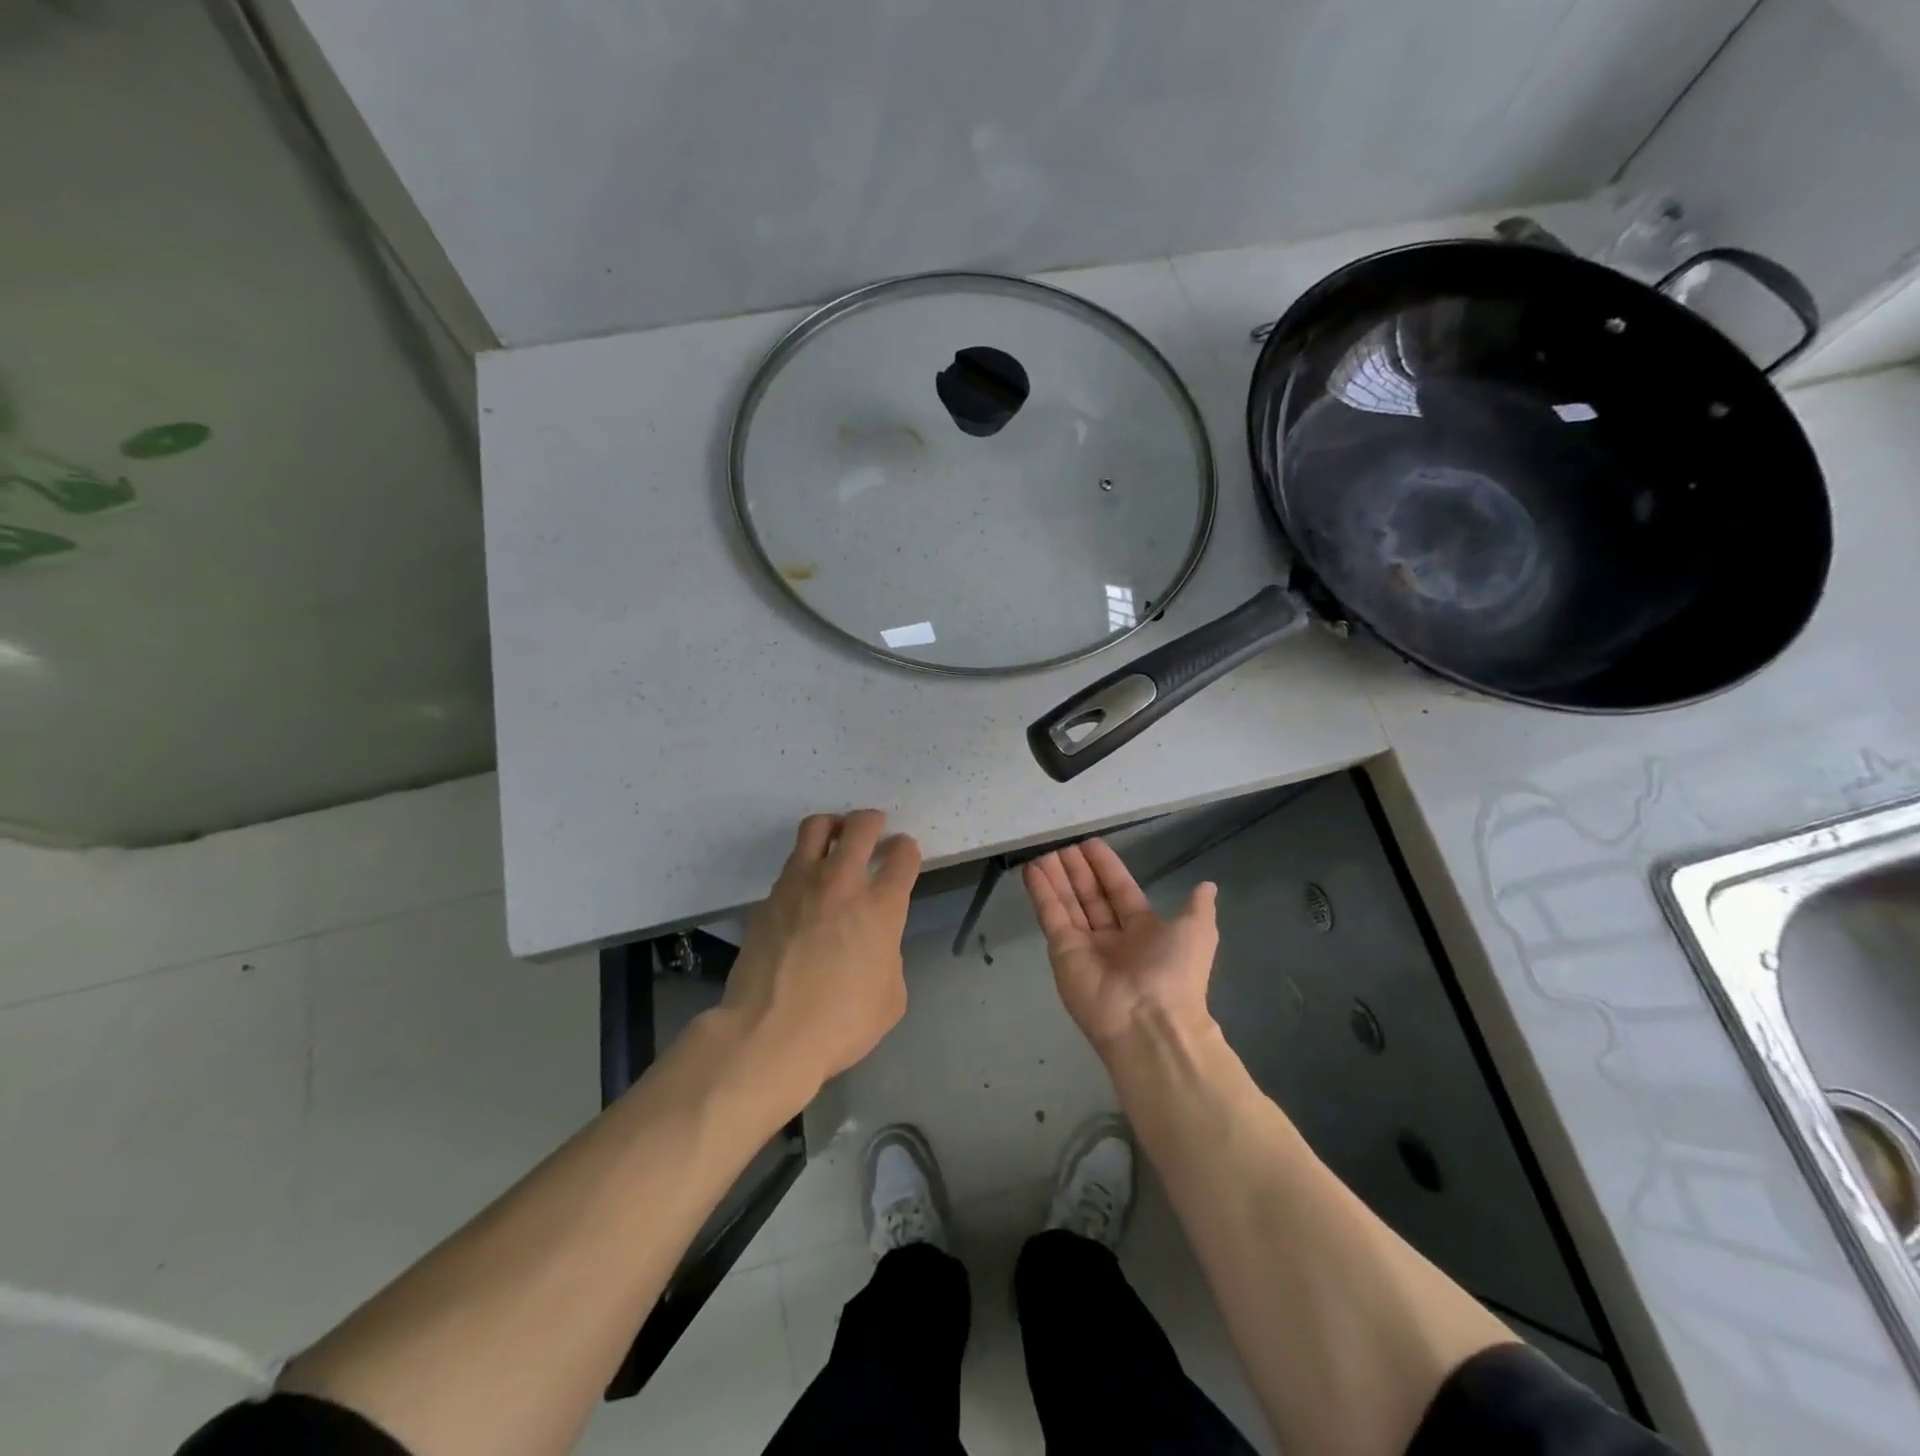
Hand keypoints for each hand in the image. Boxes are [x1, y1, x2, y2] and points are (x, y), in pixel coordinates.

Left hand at [720, 810, 921, 1102]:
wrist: (769, 1034)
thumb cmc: (841, 1023)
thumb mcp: (891, 996)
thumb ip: (889, 955)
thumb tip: (874, 944)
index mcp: (881, 906)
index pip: (903, 855)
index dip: (906, 849)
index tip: (903, 854)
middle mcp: (842, 883)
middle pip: (861, 825)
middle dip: (873, 820)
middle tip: (874, 828)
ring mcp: (800, 885)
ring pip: (816, 827)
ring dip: (833, 827)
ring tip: (836, 839)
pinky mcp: (768, 899)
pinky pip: (790, 867)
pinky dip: (803, 867)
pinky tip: (805, 892)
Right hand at [1022, 839, 1218, 1056]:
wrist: (1148, 1022)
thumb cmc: (1174, 973)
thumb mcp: (1197, 933)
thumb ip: (1197, 908)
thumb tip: (1208, 886)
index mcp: (1143, 931)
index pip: (1119, 890)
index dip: (1105, 867)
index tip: (1089, 843)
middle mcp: (1112, 936)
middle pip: (1090, 894)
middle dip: (1077, 868)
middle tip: (1061, 841)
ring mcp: (1084, 944)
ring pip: (1068, 902)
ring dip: (1056, 876)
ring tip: (1042, 848)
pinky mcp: (1061, 951)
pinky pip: (1051, 915)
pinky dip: (1041, 892)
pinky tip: (1032, 868)